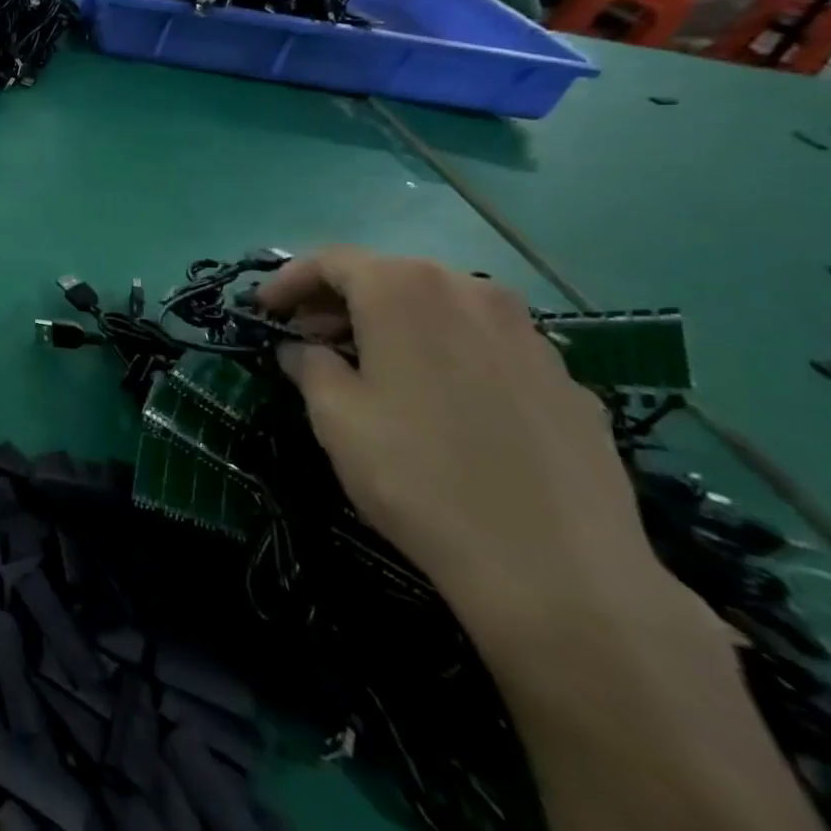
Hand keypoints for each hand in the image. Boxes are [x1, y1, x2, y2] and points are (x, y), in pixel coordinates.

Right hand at [257, 248, 682, 648]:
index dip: (289, 281)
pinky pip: (486, 345)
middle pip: (390, 276)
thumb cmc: (418, 476)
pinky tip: (438, 403)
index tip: (264, 311)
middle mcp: (471, 292)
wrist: (559, 570)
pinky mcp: (566, 378)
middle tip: (309, 339)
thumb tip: (302, 350)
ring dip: (394, 324)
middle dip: (340, 301)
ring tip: (370, 368)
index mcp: (405, 291)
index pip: (332, 261)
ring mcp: (528, 334)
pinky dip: (446, 353)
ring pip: (441, 306)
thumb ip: (308, 365)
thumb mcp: (334, 416)